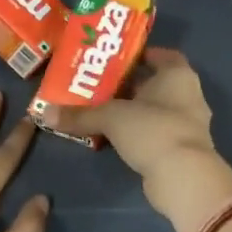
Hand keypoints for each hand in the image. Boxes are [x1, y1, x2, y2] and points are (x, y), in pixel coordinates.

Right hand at [52, 49, 231, 220]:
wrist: (182, 177)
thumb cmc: (152, 130)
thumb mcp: (111, 117)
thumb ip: (80, 115)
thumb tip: (44, 113)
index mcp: (178, 75)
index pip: (162, 55)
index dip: (139, 54)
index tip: (114, 59)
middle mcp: (188, 95)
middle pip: (155, 83)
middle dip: (127, 84)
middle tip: (97, 84)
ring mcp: (187, 125)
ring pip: (154, 110)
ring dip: (132, 111)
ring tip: (100, 111)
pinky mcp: (181, 149)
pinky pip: (155, 133)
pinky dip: (137, 133)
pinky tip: (114, 138)